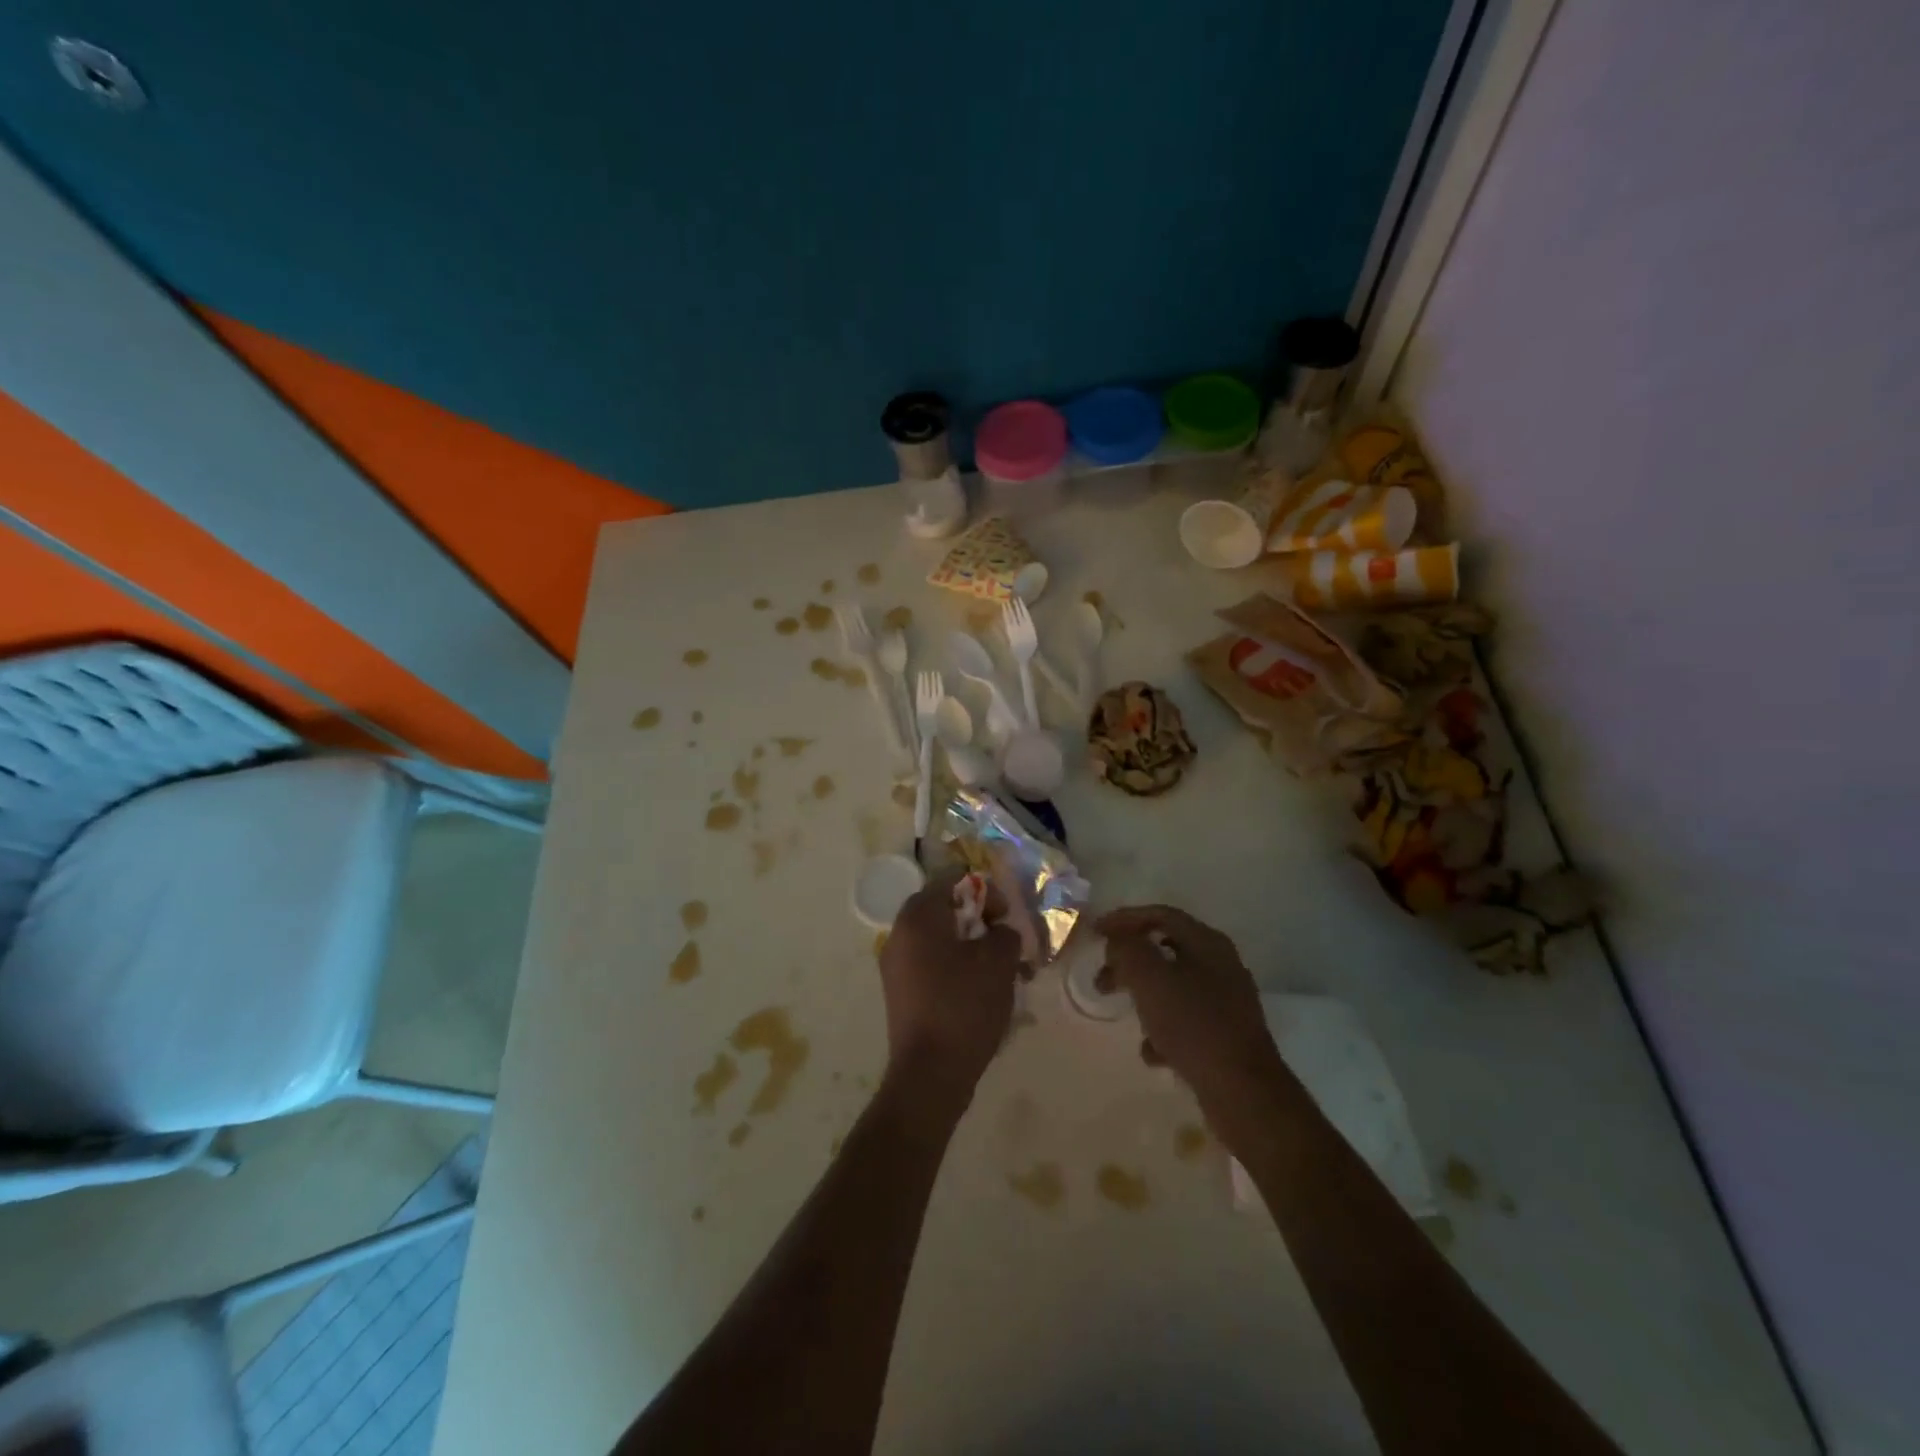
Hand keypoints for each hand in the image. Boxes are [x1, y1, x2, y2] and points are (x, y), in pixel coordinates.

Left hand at [880, 870, 1023, 1118]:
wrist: (930, 1073)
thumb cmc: (964, 1005)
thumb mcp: (998, 961)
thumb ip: (1004, 932)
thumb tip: (998, 931)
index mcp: (918, 916)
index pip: (952, 879)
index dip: (984, 890)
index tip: (1004, 915)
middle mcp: (900, 933)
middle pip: (945, 910)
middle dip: (980, 922)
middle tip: (1007, 943)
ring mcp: (896, 965)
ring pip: (941, 940)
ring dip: (972, 948)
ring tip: (1002, 972)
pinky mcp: (901, 993)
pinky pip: (933, 965)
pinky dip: (958, 969)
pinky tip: (983, 992)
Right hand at [1095, 905, 1283, 1108]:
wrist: (1243, 1092)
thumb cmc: (1193, 1025)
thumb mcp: (1150, 979)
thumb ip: (1127, 950)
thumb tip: (1118, 941)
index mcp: (1207, 943)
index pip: (1160, 915)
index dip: (1124, 919)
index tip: (1095, 932)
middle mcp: (1221, 965)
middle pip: (1166, 950)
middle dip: (1130, 962)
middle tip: (1102, 978)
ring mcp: (1227, 1001)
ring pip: (1174, 986)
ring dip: (1145, 995)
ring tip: (1123, 1014)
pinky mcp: (1226, 1035)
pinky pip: (1186, 1020)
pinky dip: (1164, 1028)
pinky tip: (1152, 1052)